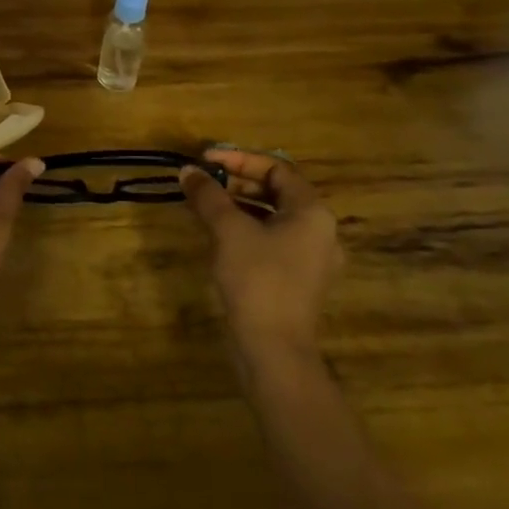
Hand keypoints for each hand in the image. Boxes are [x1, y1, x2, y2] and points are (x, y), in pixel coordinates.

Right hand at [181, 148, 343, 362]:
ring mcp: (312, 258)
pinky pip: (273, 239)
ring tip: (206, 204)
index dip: (239, 159)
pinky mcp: (299, 279)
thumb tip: (188, 170)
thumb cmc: (257, 279)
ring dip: (240, 204)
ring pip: (274, 216)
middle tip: (204, 180)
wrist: (274, 349)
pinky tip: (220, 234)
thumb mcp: (228, 230)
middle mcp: (320, 230)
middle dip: (239, 181)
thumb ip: (209, 195)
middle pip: (278, 191)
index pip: (277, 169)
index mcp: (312, 212)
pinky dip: (247, 228)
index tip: (206, 159)